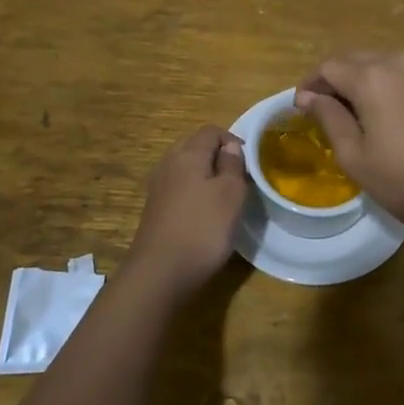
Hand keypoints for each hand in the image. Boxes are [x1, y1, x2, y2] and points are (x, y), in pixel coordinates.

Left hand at [127, 126, 248, 301]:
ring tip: (224, 198)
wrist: (159, 274)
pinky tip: (204, 216)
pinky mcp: (154, 210)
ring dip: (206, 176)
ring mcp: (158, 188)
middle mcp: (168, 164)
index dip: (232, 140)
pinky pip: (178, 189)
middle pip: (195, 147)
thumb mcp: (231, 194)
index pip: (210, 131)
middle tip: (238, 178)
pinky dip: (193, 194)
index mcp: (188, 154)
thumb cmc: (202, 229)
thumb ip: (233, 164)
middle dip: (218, 156)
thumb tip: (230, 146)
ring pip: (186, 169)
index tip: (249, 162)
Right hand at [294, 52, 403, 229]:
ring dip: (356, 82)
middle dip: (332, 81)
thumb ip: (329, 118)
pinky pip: (397, 76)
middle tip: (320, 112)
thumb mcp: (356, 156)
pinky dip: (379, 87)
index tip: (300, 109)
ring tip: (347, 115)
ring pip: (376, 65)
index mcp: (372, 76)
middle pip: (353, 60)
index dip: (310, 84)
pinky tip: (378, 116)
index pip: (328, 66)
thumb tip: (309, 97)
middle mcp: (397, 62)